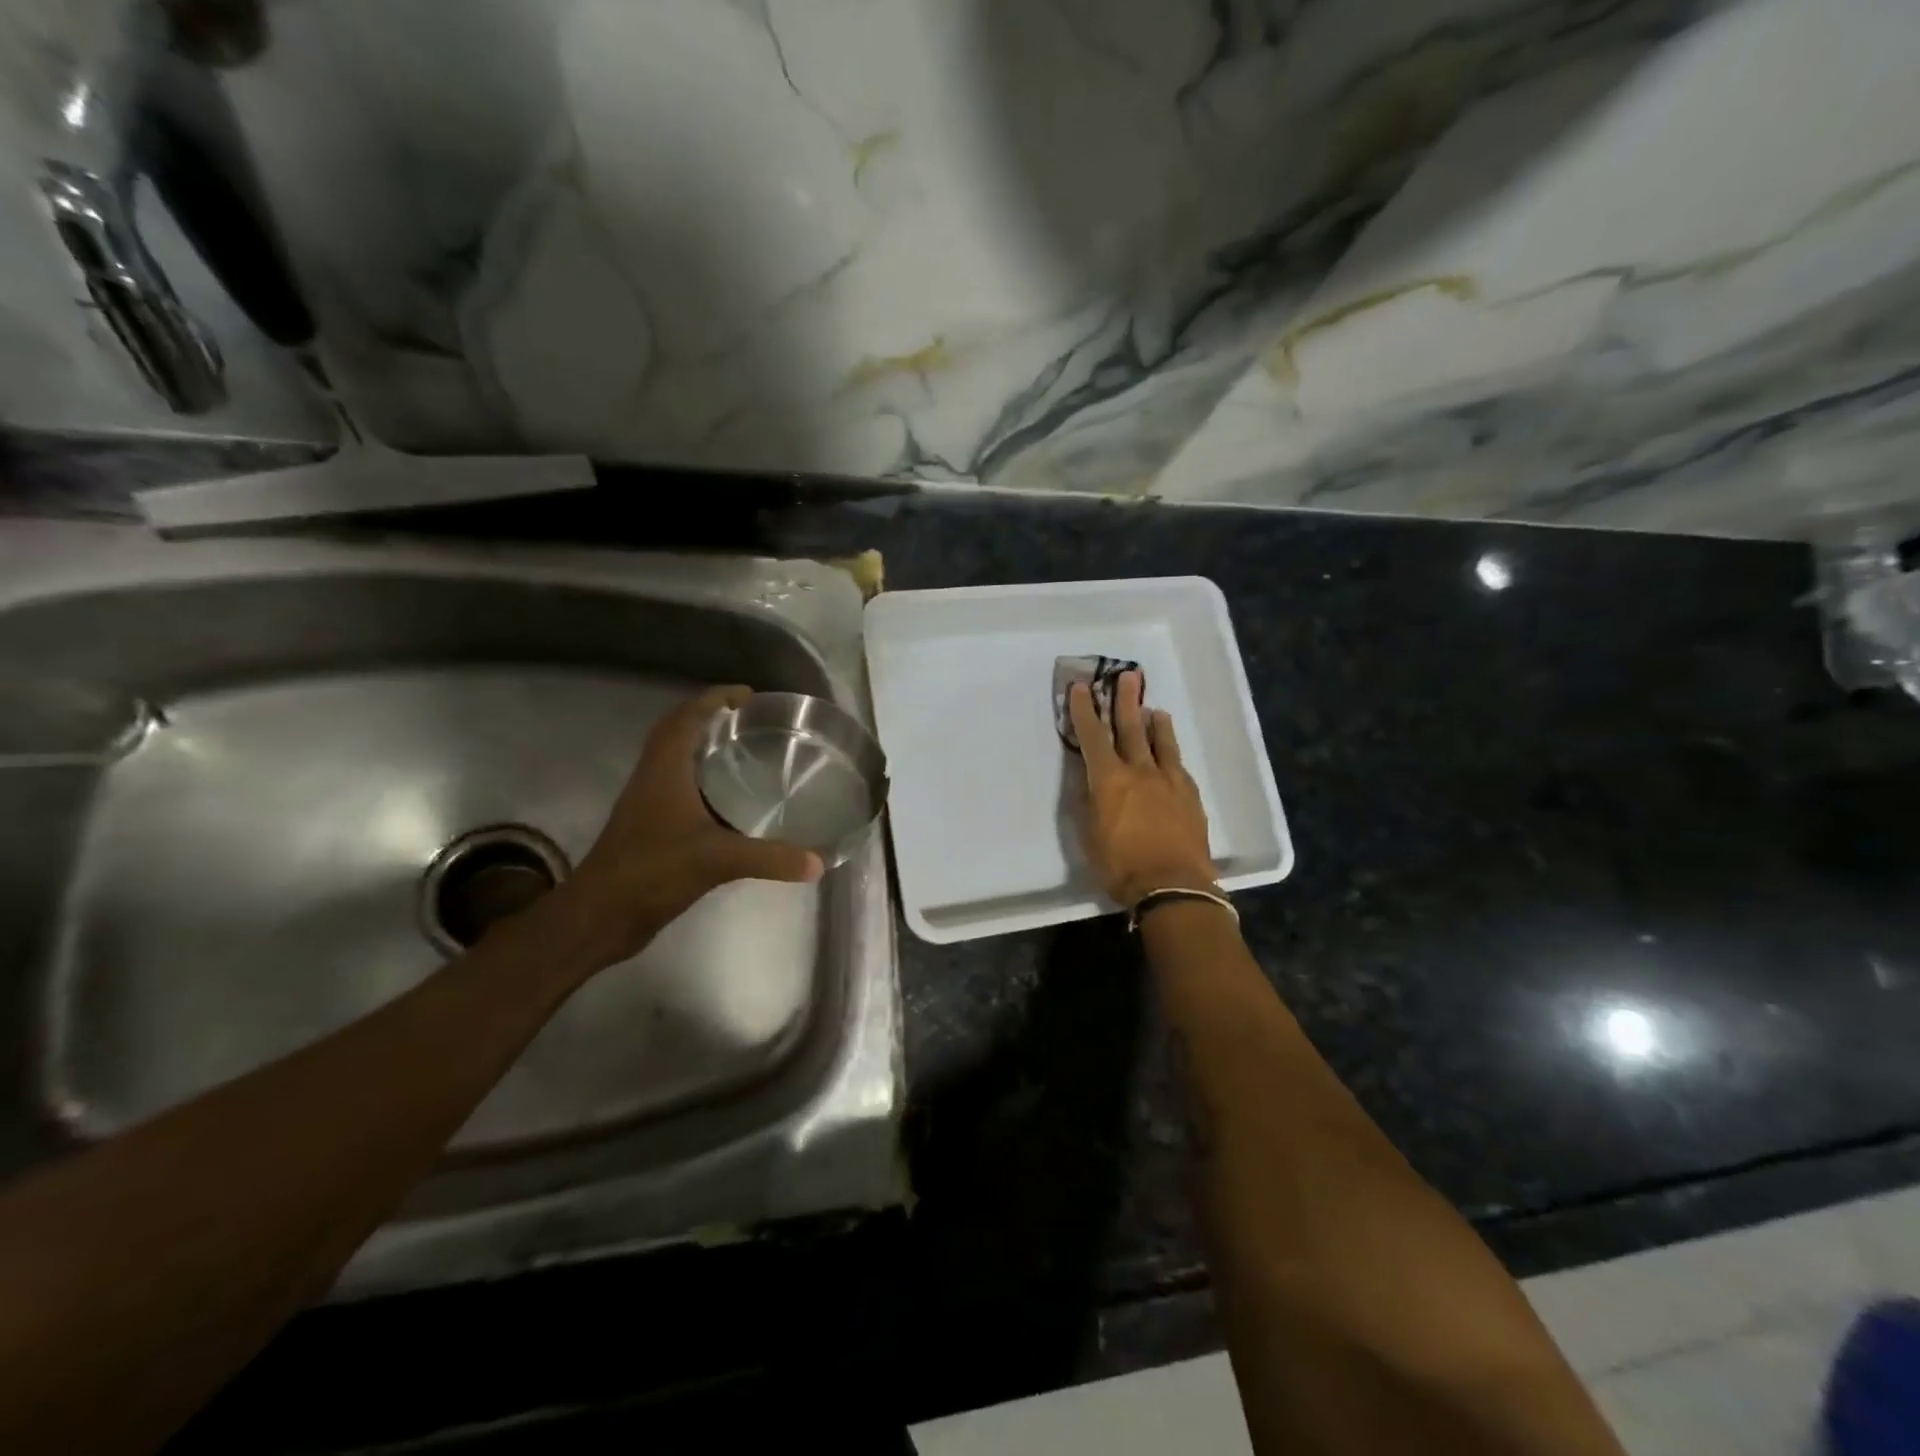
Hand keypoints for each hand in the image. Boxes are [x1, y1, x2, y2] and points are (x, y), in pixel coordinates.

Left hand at [539, 685, 823, 970]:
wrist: (600, 915)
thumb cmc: (653, 872)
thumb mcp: (718, 860)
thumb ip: (770, 858)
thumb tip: (817, 862)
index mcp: (665, 770)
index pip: (687, 717)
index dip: (715, 698)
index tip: (748, 695)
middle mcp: (653, 777)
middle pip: (676, 731)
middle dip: (709, 716)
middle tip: (749, 719)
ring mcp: (648, 802)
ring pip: (675, 758)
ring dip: (703, 746)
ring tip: (744, 750)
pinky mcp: (649, 826)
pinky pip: (677, 786)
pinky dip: (702, 779)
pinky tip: (730, 799)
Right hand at [1070, 671, 1215, 908]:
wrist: (1173, 886)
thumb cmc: (1120, 865)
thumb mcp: (1088, 835)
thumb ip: (1087, 801)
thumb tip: (1086, 777)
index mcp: (1109, 779)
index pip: (1093, 736)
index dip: (1086, 711)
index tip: (1082, 688)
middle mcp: (1140, 771)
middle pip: (1131, 728)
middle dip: (1126, 700)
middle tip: (1128, 675)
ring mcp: (1170, 781)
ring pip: (1162, 742)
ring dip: (1155, 723)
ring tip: (1154, 710)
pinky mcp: (1190, 796)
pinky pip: (1178, 765)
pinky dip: (1170, 753)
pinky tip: (1170, 755)